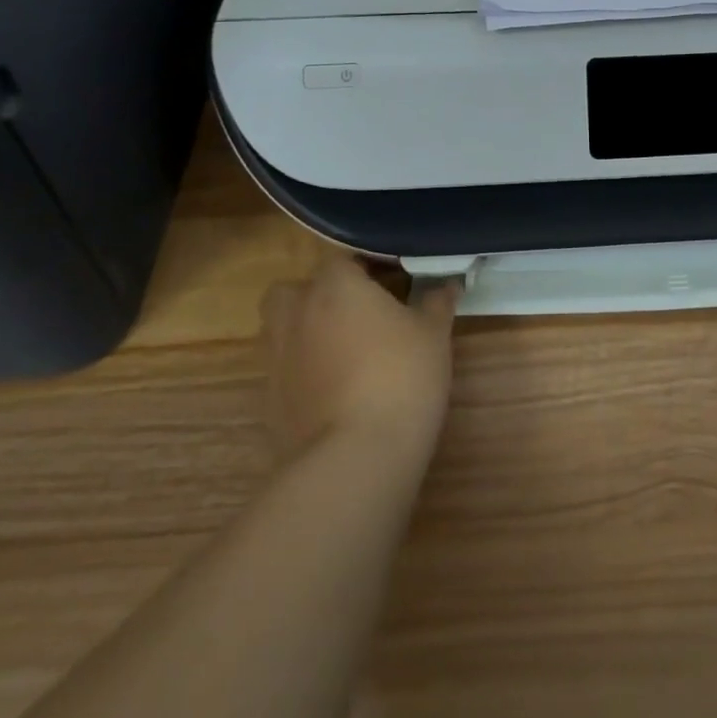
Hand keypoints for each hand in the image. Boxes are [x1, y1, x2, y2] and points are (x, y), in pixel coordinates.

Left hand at [260, 258, 459, 463]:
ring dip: (308, 331)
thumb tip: (448, 283)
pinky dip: (305, 371)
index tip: (397, 281)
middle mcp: (296, 313)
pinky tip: (337, 389)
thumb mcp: (434, 333)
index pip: (344, 258)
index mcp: (334, 286)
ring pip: (284, 329)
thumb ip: (437, 301)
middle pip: (298, 290)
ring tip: (348, 350)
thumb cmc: (400, 376)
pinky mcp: (269, 400)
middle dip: (322, 295)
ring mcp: (276, 358)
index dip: (370, 267)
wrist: (354, 459)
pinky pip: (286, 370)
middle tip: (361, 312)